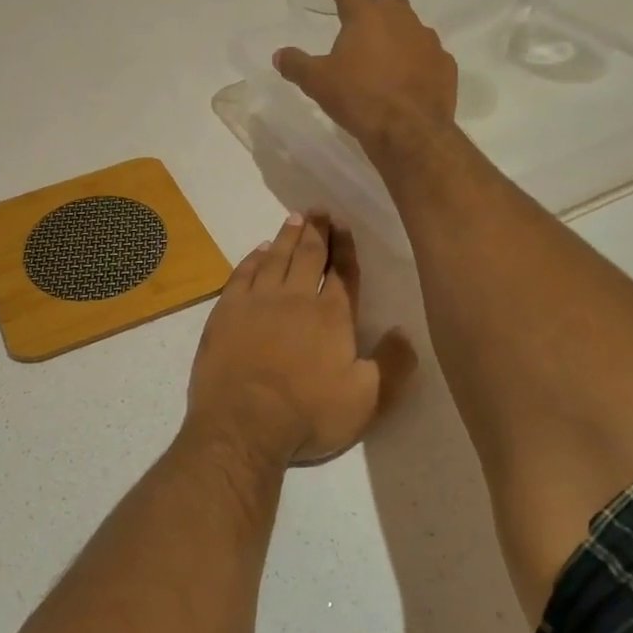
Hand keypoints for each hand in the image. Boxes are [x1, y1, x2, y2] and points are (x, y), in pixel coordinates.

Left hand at [184, 210, 414, 469]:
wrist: (243, 422)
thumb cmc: (309, 414)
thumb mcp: (367, 400)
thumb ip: (392, 364)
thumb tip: (405, 330)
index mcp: (332, 316)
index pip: (343, 272)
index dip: (345, 247)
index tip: (343, 224)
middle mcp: (296, 298)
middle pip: (308, 255)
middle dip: (316, 230)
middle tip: (318, 210)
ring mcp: (258, 301)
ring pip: (276, 258)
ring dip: (287, 236)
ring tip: (294, 218)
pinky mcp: (227, 310)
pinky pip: (243, 273)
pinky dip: (253, 258)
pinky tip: (259, 250)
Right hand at [274, 0, 457, 155]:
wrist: (411, 132)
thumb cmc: (360, 99)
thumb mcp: (317, 83)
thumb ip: (296, 64)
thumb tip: (280, 54)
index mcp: (366, 15)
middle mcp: (400, 19)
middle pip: (383, 1)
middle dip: (368, 10)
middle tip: (353, 32)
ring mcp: (428, 40)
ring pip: (407, 27)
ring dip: (392, 37)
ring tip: (377, 63)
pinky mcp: (445, 64)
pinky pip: (425, 55)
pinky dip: (412, 61)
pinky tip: (402, 82)